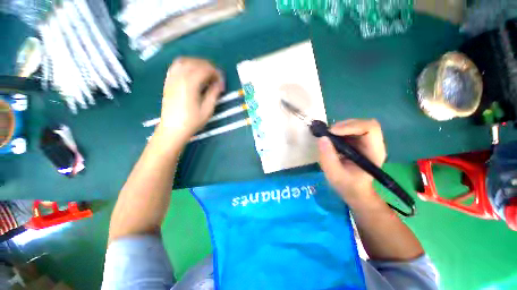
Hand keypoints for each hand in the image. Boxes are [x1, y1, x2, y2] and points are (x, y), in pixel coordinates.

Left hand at [156, 57, 223, 142]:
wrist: (173, 129)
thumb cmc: (192, 121)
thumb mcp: (207, 109)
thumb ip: (214, 94)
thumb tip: (219, 84)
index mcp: (190, 84)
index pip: (205, 70)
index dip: (216, 74)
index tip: (222, 82)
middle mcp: (179, 77)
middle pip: (195, 62)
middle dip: (208, 67)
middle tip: (216, 77)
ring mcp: (172, 78)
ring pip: (184, 61)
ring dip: (196, 63)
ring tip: (205, 72)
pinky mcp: (168, 82)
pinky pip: (176, 66)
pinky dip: (186, 65)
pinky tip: (191, 72)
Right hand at [318, 119, 385, 204]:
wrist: (354, 190)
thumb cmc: (347, 185)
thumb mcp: (334, 174)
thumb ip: (328, 157)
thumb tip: (322, 138)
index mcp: (374, 152)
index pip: (370, 129)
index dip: (351, 126)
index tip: (332, 132)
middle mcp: (373, 144)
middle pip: (363, 124)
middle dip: (343, 126)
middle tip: (328, 134)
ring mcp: (365, 142)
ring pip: (355, 125)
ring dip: (339, 128)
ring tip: (328, 137)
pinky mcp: (357, 141)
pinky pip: (349, 130)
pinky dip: (338, 131)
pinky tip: (331, 139)